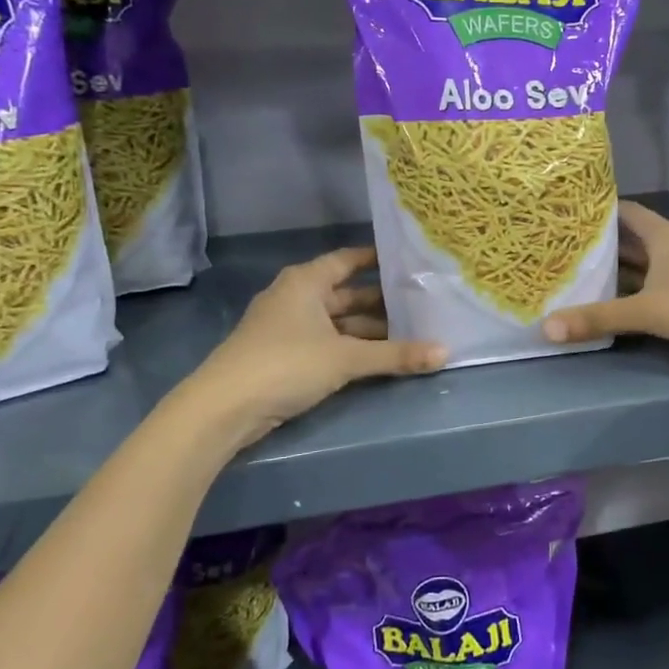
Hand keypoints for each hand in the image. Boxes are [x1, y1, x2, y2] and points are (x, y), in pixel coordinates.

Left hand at [194, 248, 445, 441]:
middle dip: (382, 301)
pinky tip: (379, 356)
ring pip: (338, 322)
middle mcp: (296, 297)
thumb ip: (396, 355)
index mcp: (306, 282)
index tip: (410, 262)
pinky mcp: (285, 356)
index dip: (377, 259)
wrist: (223, 409)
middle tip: (422, 302)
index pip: (348, 260)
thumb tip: (446, 352)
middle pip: (347, 293)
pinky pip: (328, 342)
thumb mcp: (346, 358)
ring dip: (369, 329)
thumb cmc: (285, 365)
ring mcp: (288, 328)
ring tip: (411, 332)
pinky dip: (352, 347)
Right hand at [542, 201, 668, 376]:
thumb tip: (546, 328)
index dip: (596, 210)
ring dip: (610, 273)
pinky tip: (600, 304)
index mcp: (663, 235)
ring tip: (569, 274)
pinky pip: (645, 292)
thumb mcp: (647, 310)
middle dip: (597, 245)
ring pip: (636, 268)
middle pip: (627, 241)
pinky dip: (625, 295)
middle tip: (556, 248)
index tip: (563, 212)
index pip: (624, 211)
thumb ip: (598, 318)